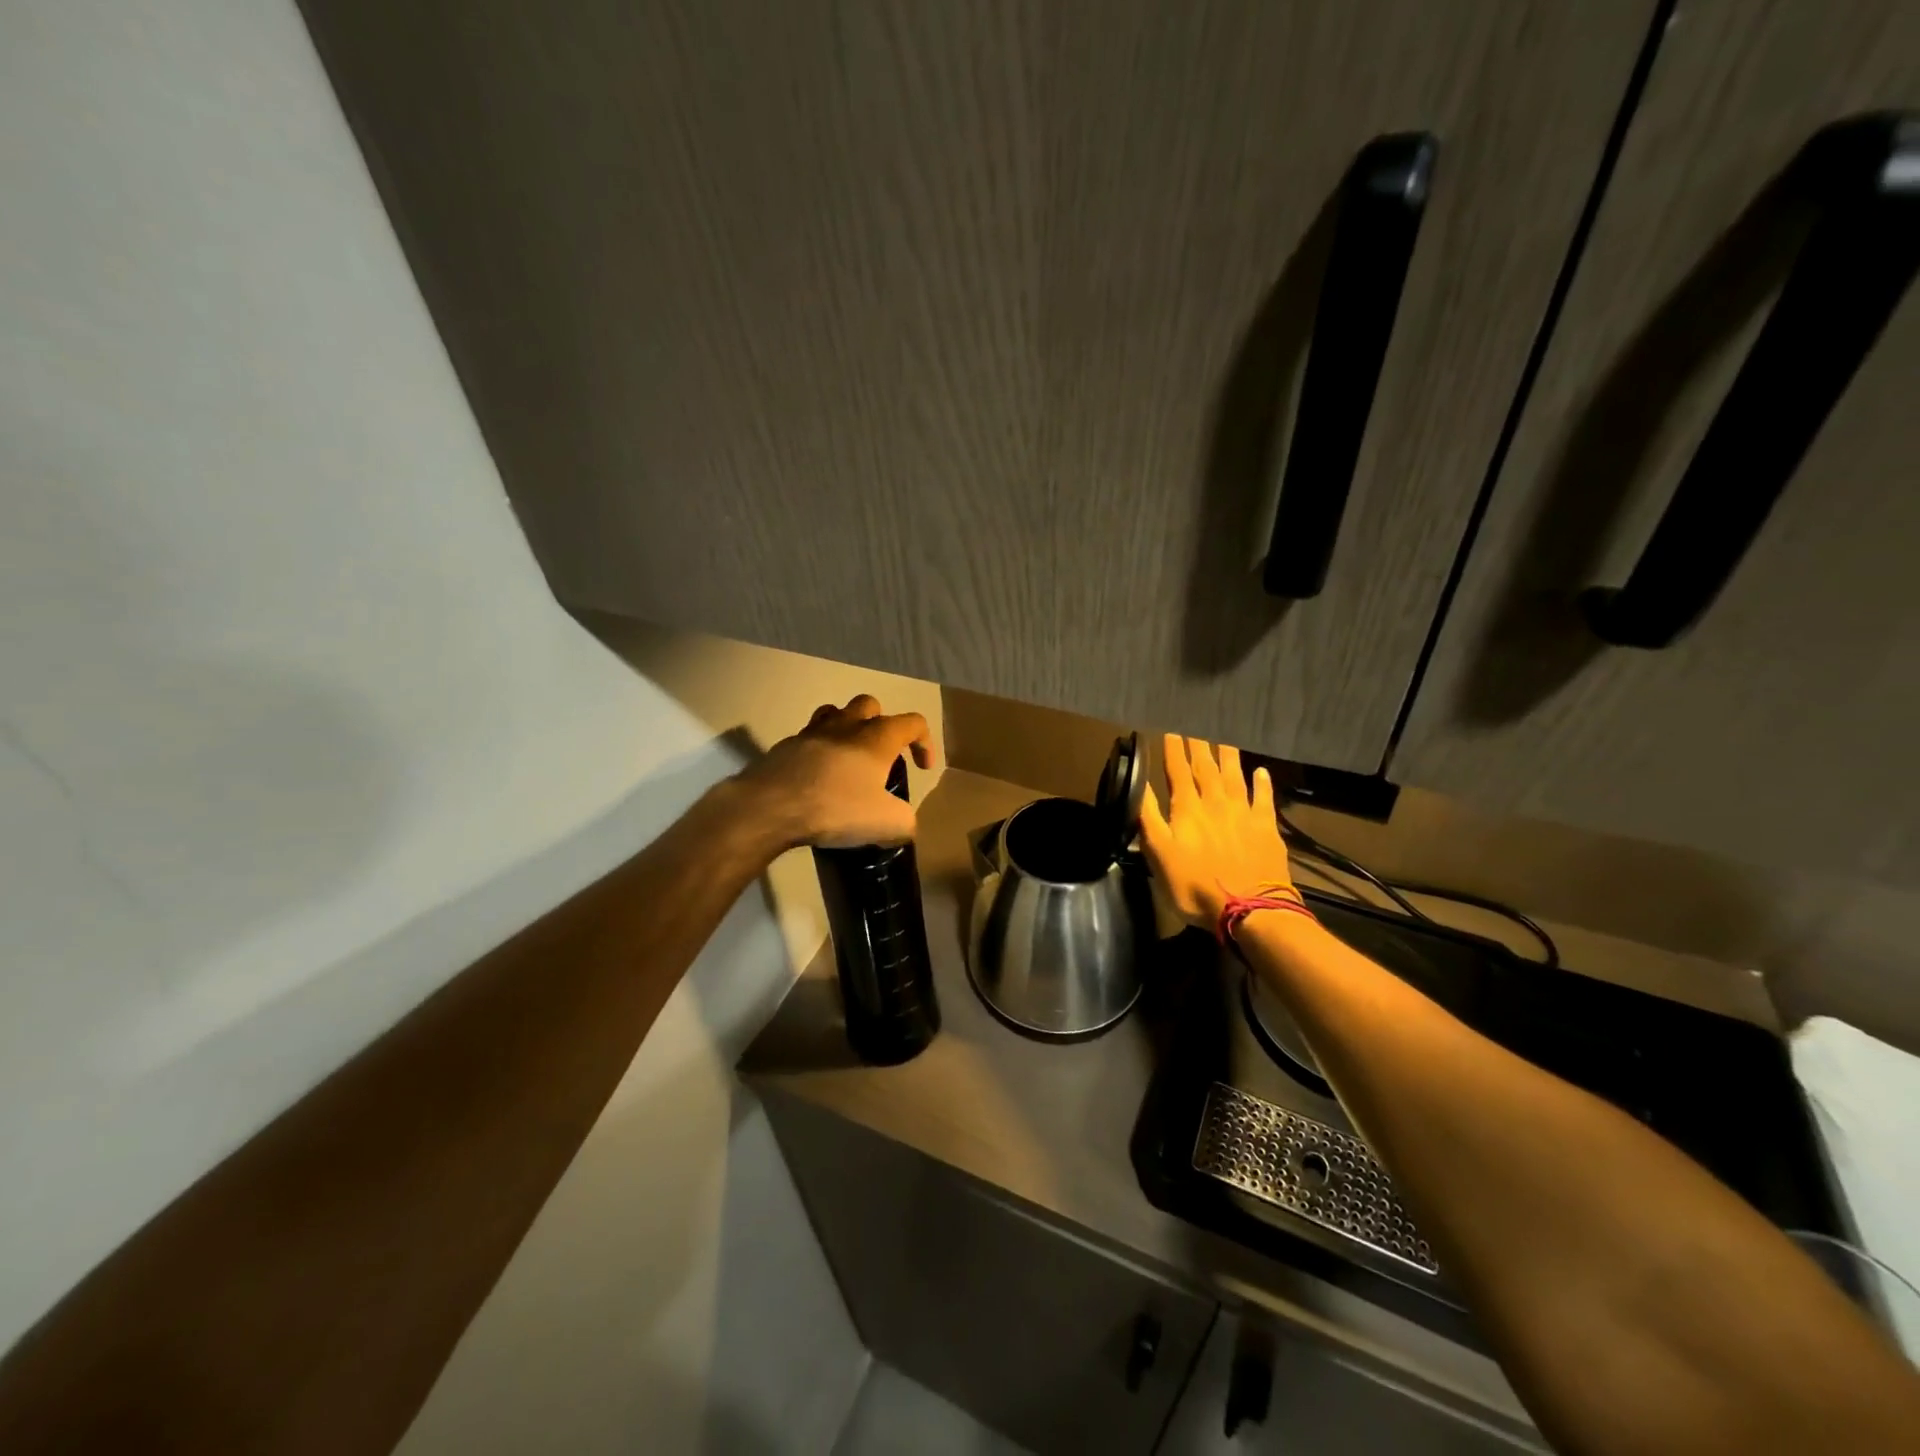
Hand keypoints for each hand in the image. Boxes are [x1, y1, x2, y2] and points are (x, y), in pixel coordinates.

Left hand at [736, 696, 935, 848]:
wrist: (771, 806)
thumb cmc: (837, 808)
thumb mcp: (887, 824)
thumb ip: (905, 821)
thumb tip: (904, 823)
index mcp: (877, 737)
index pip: (913, 722)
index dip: (925, 742)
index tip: (922, 769)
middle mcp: (846, 725)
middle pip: (870, 705)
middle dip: (882, 723)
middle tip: (881, 755)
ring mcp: (812, 732)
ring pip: (835, 713)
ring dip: (847, 728)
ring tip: (848, 758)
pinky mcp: (785, 747)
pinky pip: (809, 739)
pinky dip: (818, 751)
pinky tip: (817, 779)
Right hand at [1140, 734, 1292, 929]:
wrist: (1248, 910)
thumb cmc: (1195, 886)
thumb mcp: (1159, 854)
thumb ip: (1149, 818)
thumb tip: (1140, 784)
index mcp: (1187, 809)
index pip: (1177, 772)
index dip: (1173, 751)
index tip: (1170, 730)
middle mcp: (1215, 803)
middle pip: (1205, 768)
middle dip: (1199, 746)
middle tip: (1196, 726)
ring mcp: (1243, 814)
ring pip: (1234, 777)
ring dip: (1228, 757)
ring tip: (1224, 739)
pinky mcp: (1266, 828)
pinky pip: (1264, 799)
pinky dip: (1262, 783)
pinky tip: (1260, 771)